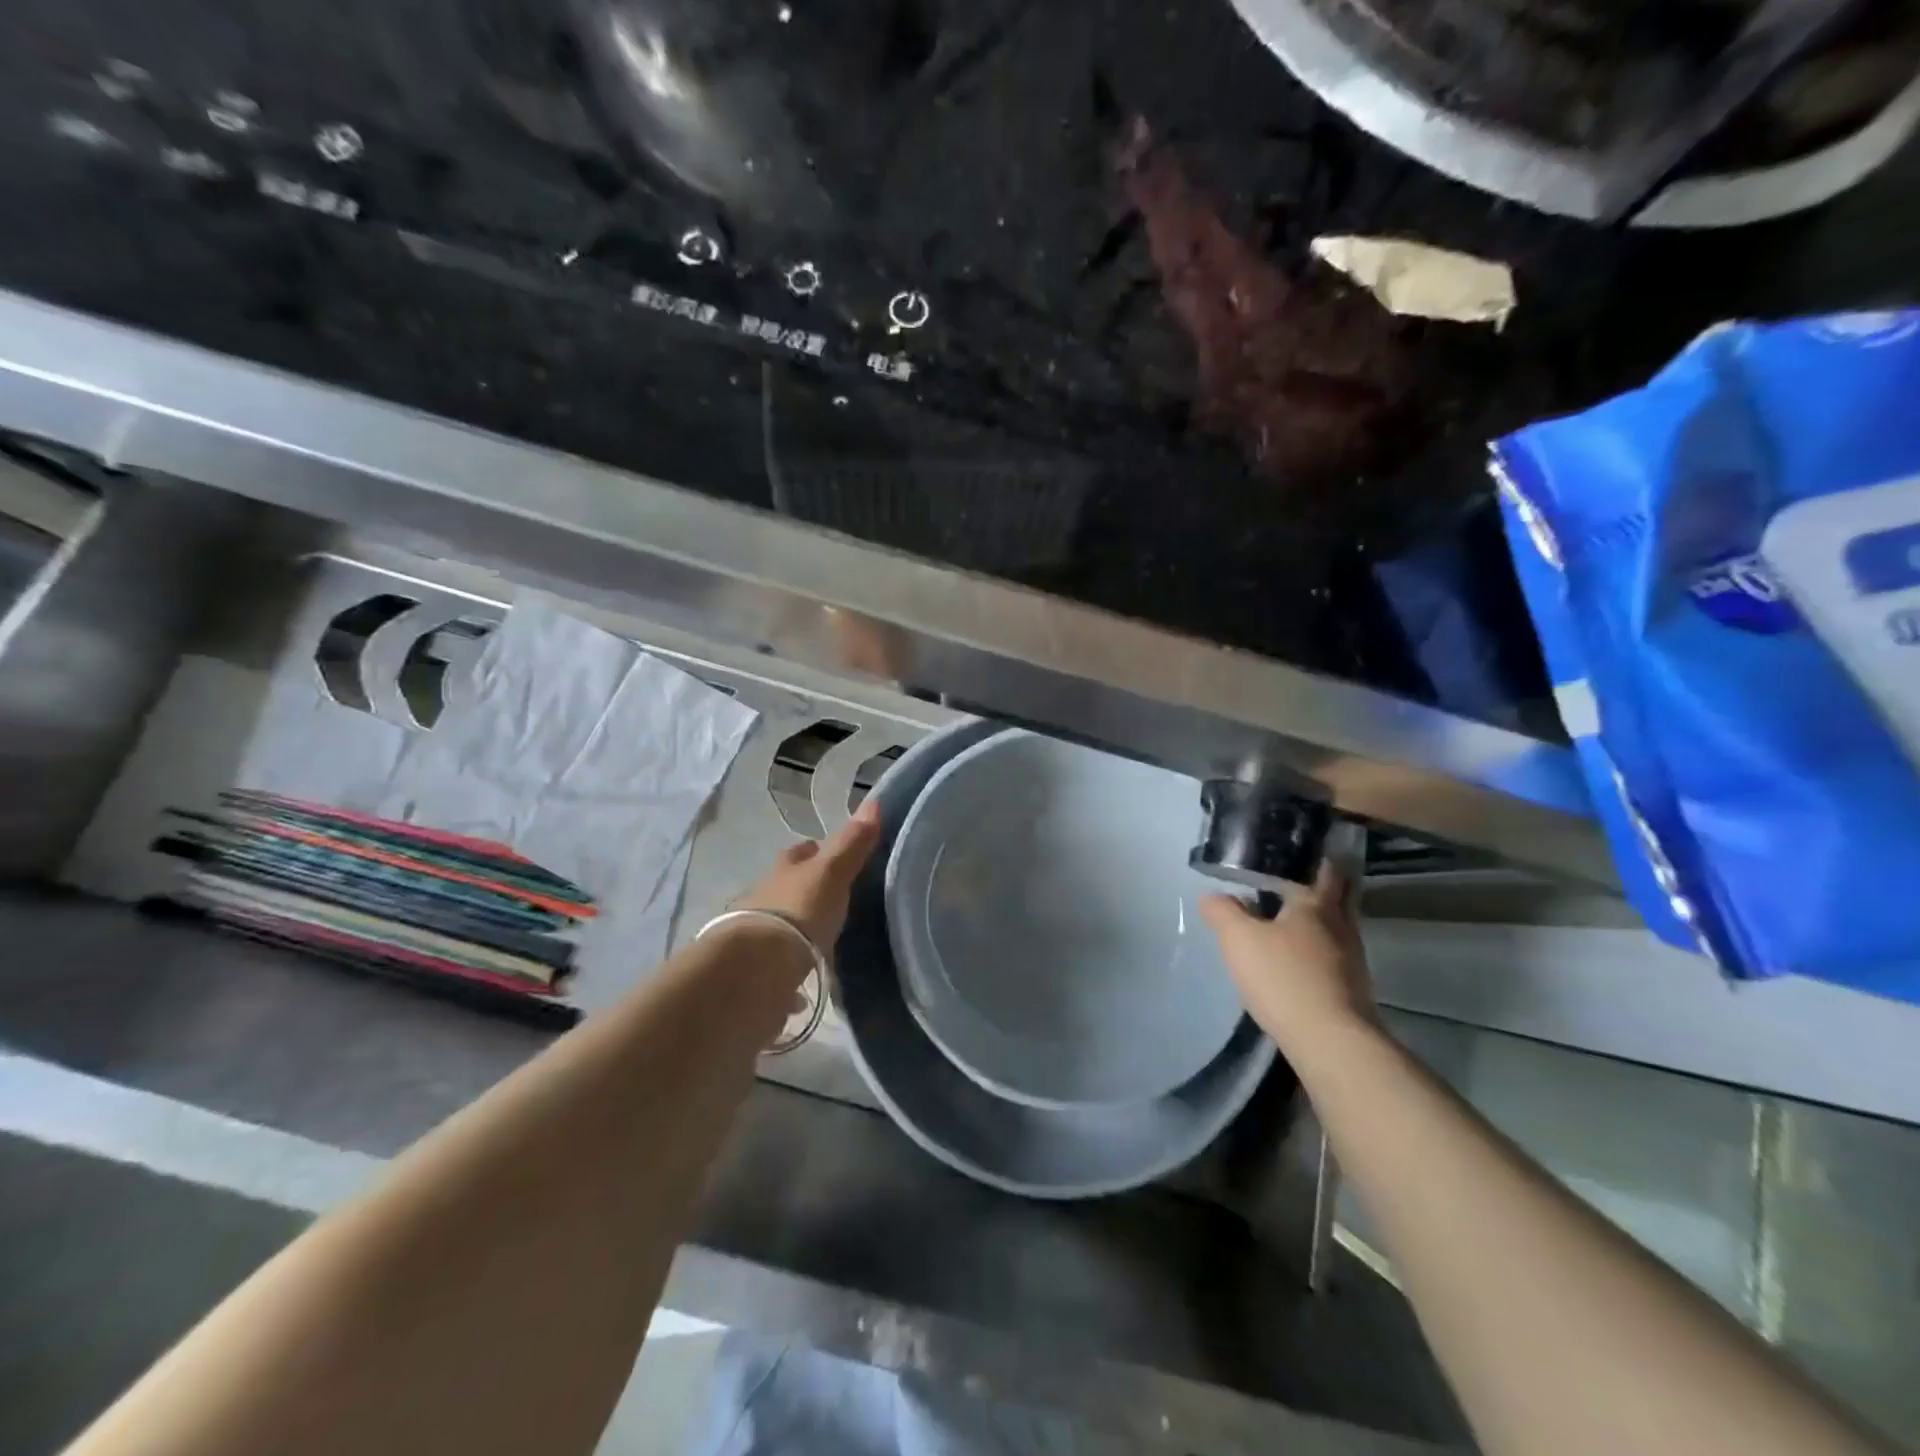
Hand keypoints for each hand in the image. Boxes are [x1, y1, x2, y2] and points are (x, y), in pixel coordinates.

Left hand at [729, 797, 882, 950]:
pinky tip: (804, 975)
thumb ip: (851, 843)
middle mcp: (767, 893)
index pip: (803, 851)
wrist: (757, 965)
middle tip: (834, 896)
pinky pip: (780, 957)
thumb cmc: (799, 909)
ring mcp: (759, 929)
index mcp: (785, 867)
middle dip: (807, 887)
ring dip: (798, 923)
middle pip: (790, 883)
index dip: (819, 850)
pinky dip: (792, 961)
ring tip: (823, 934)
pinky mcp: (758, 964)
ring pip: (782, 918)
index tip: (838, 856)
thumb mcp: (832, 872)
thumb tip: (873, 802)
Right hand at [1199, 862, 1377, 1052]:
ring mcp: (1351, 961)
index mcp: (1316, 905)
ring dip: (1317, 923)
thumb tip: (1213, 895)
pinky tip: (1295, 961)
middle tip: (1296, 882)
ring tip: (1287, 922)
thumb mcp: (1238, 939)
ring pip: (1335, 929)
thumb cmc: (1284, 978)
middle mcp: (1341, 927)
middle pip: (1339, 898)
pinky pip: (1333, 958)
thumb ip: (1223, 911)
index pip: (1325, 870)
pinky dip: (1317, 952)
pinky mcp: (1351, 991)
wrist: (1331, 1043)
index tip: (1304, 852)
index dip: (1317, 859)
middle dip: (1322, 889)